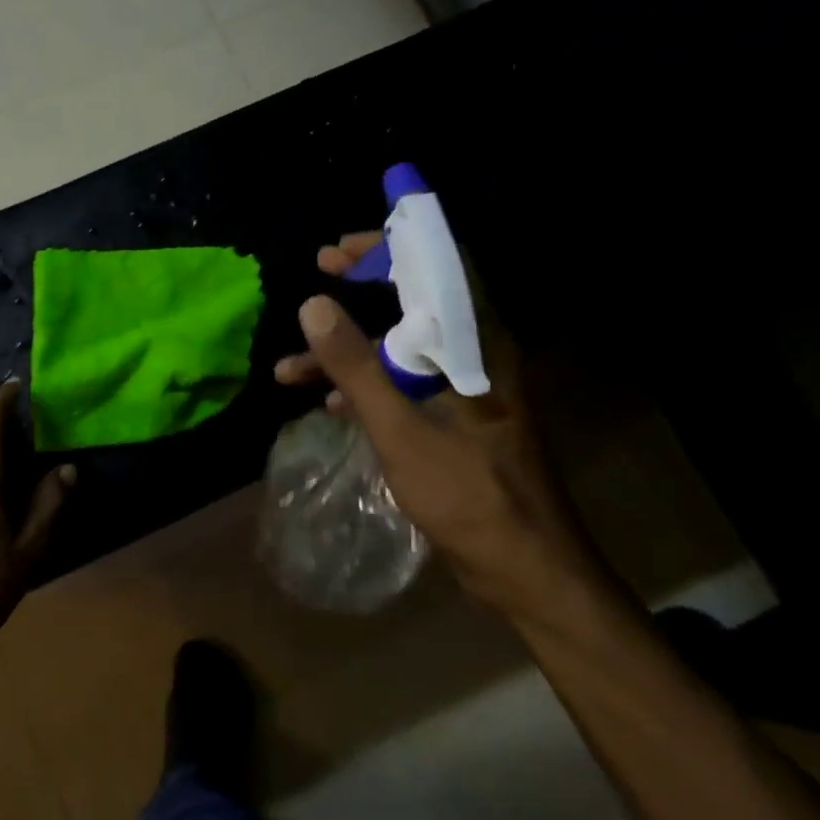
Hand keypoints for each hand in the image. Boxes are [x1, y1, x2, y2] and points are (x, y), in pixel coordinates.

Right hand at [274, 234, 611, 617]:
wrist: (528, 571)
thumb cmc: (470, 498)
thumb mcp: (402, 431)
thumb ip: (357, 368)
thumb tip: (313, 305)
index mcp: (476, 347)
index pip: (440, 268)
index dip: (390, 247)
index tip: (338, 250)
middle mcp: (476, 358)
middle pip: (418, 302)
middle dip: (365, 287)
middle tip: (319, 273)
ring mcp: (467, 393)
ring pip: (403, 350)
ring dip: (350, 352)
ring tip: (291, 367)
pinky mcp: (457, 423)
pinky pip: (405, 388)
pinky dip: (366, 389)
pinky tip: (328, 408)